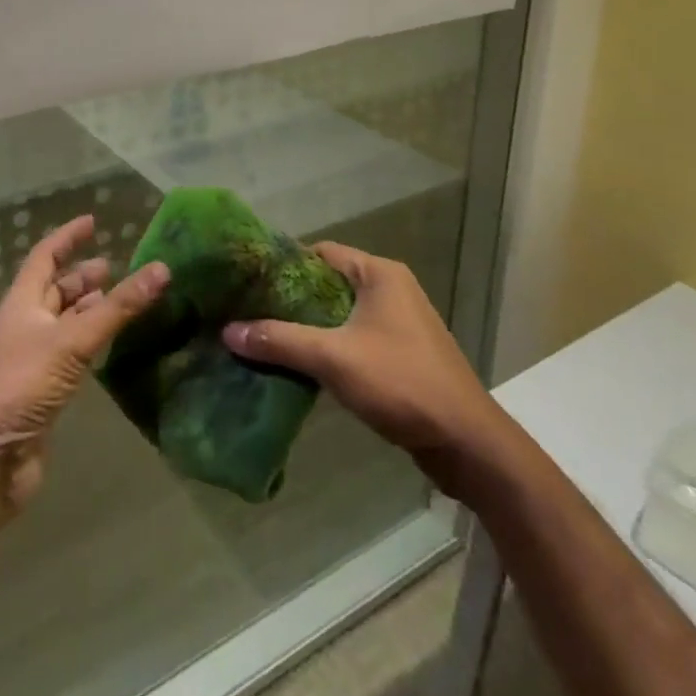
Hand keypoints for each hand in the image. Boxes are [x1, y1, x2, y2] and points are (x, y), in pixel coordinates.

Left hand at [0, 215, 168, 511]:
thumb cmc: (22, 386)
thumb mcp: (73, 341)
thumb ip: (118, 307)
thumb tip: (161, 268)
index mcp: (22, 302)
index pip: (44, 256)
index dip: (67, 237)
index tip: (93, 222)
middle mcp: (26, 324)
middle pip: (55, 289)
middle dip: (82, 276)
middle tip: (117, 268)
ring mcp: (33, 359)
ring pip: (65, 322)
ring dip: (90, 309)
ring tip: (121, 301)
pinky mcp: (44, 390)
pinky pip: (72, 352)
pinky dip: (92, 341)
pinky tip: (112, 344)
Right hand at [222, 241, 495, 476]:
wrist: (467, 443)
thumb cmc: (401, 383)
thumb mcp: (334, 358)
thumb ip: (280, 340)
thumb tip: (228, 330)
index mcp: (379, 273)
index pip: (320, 252)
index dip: (283, 264)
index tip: (248, 281)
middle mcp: (390, 289)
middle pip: (327, 283)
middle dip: (290, 299)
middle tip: (248, 312)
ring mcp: (398, 322)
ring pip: (339, 314)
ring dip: (307, 326)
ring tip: (264, 338)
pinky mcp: (400, 353)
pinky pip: (353, 338)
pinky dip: (327, 346)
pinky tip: (299, 364)